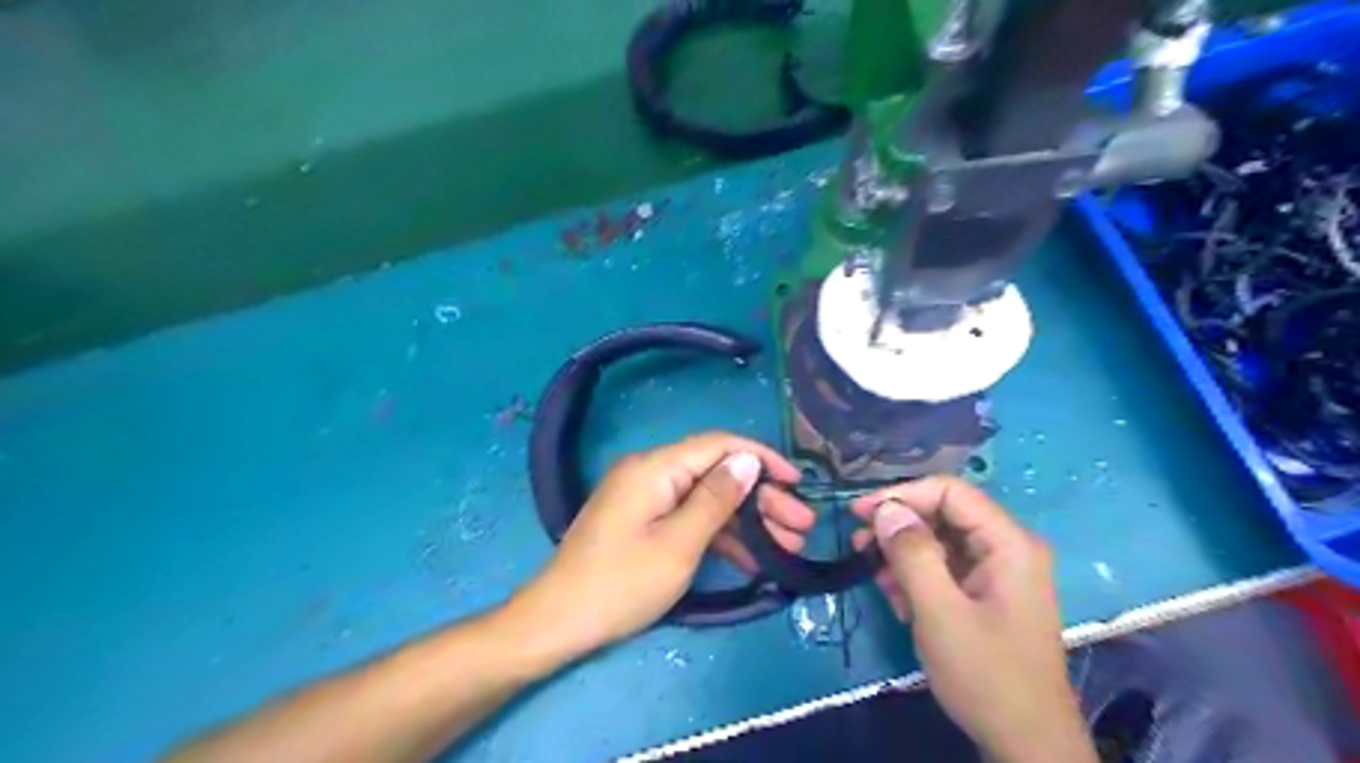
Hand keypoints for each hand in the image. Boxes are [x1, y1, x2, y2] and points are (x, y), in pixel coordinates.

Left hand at [503, 436, 799, 662]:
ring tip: (789, 545)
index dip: (762, 458)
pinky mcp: (644, 521)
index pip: (719, 445)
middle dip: (761, 497)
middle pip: (717, 473)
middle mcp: (651, 472)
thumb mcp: (678, 544)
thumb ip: (716, 499)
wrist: (558, 622)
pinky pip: (689, 517)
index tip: (797, 482)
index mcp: (655, 467)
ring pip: (707, 498)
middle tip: (801, 526)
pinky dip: (720, 535)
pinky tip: (753, 559)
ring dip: (747, 520)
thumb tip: (748, 459)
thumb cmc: (621, 584)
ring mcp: (647, 498)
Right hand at [854, 476, 1095, 762]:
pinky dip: (915, 575)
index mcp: (1008, 542)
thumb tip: (885, 508)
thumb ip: (911, 553)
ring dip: (902, 552)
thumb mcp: (939, 612)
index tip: (860, 514)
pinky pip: (944, 567)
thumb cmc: (986, 675)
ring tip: (873, 575)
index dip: (901, 495)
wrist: (1026, 745)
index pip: (949, 491)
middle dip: (898, 525)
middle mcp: (1006, 547)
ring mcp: (997, 572)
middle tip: (858, 543)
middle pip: (943, 513)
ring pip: (939, 540)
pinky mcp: (985, 594)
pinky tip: (895, 597)